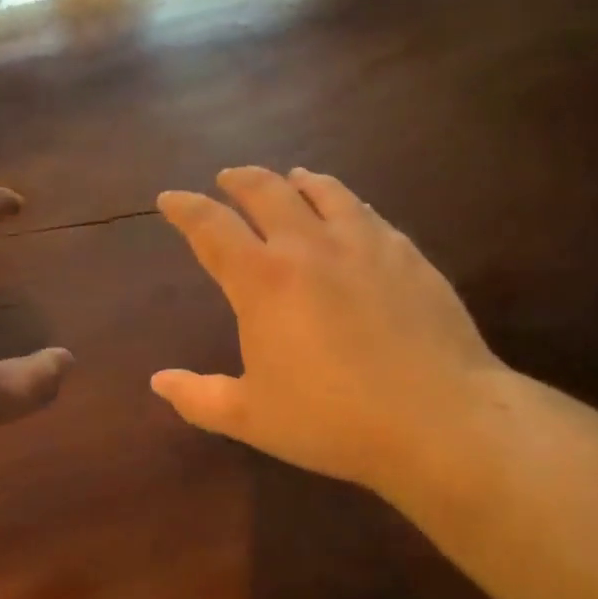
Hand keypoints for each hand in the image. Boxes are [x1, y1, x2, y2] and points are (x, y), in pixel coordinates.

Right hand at [153, 166, 505, 497]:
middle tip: (227, 178)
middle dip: (239, 179)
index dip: (185, 208)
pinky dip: (346, 202)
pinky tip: (350, 211)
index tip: (169, 197)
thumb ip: (199, 397)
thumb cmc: (333, 420)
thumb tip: (159, 382)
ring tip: (290, 178)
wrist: (438, 418)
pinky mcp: (407, 254)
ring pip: (323, 191)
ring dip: (296, 180)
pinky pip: (367, 212)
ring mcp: (365, 244)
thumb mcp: (252, 418)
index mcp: (263, 280)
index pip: (211, 227)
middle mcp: (310, 246)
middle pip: (266, 191)